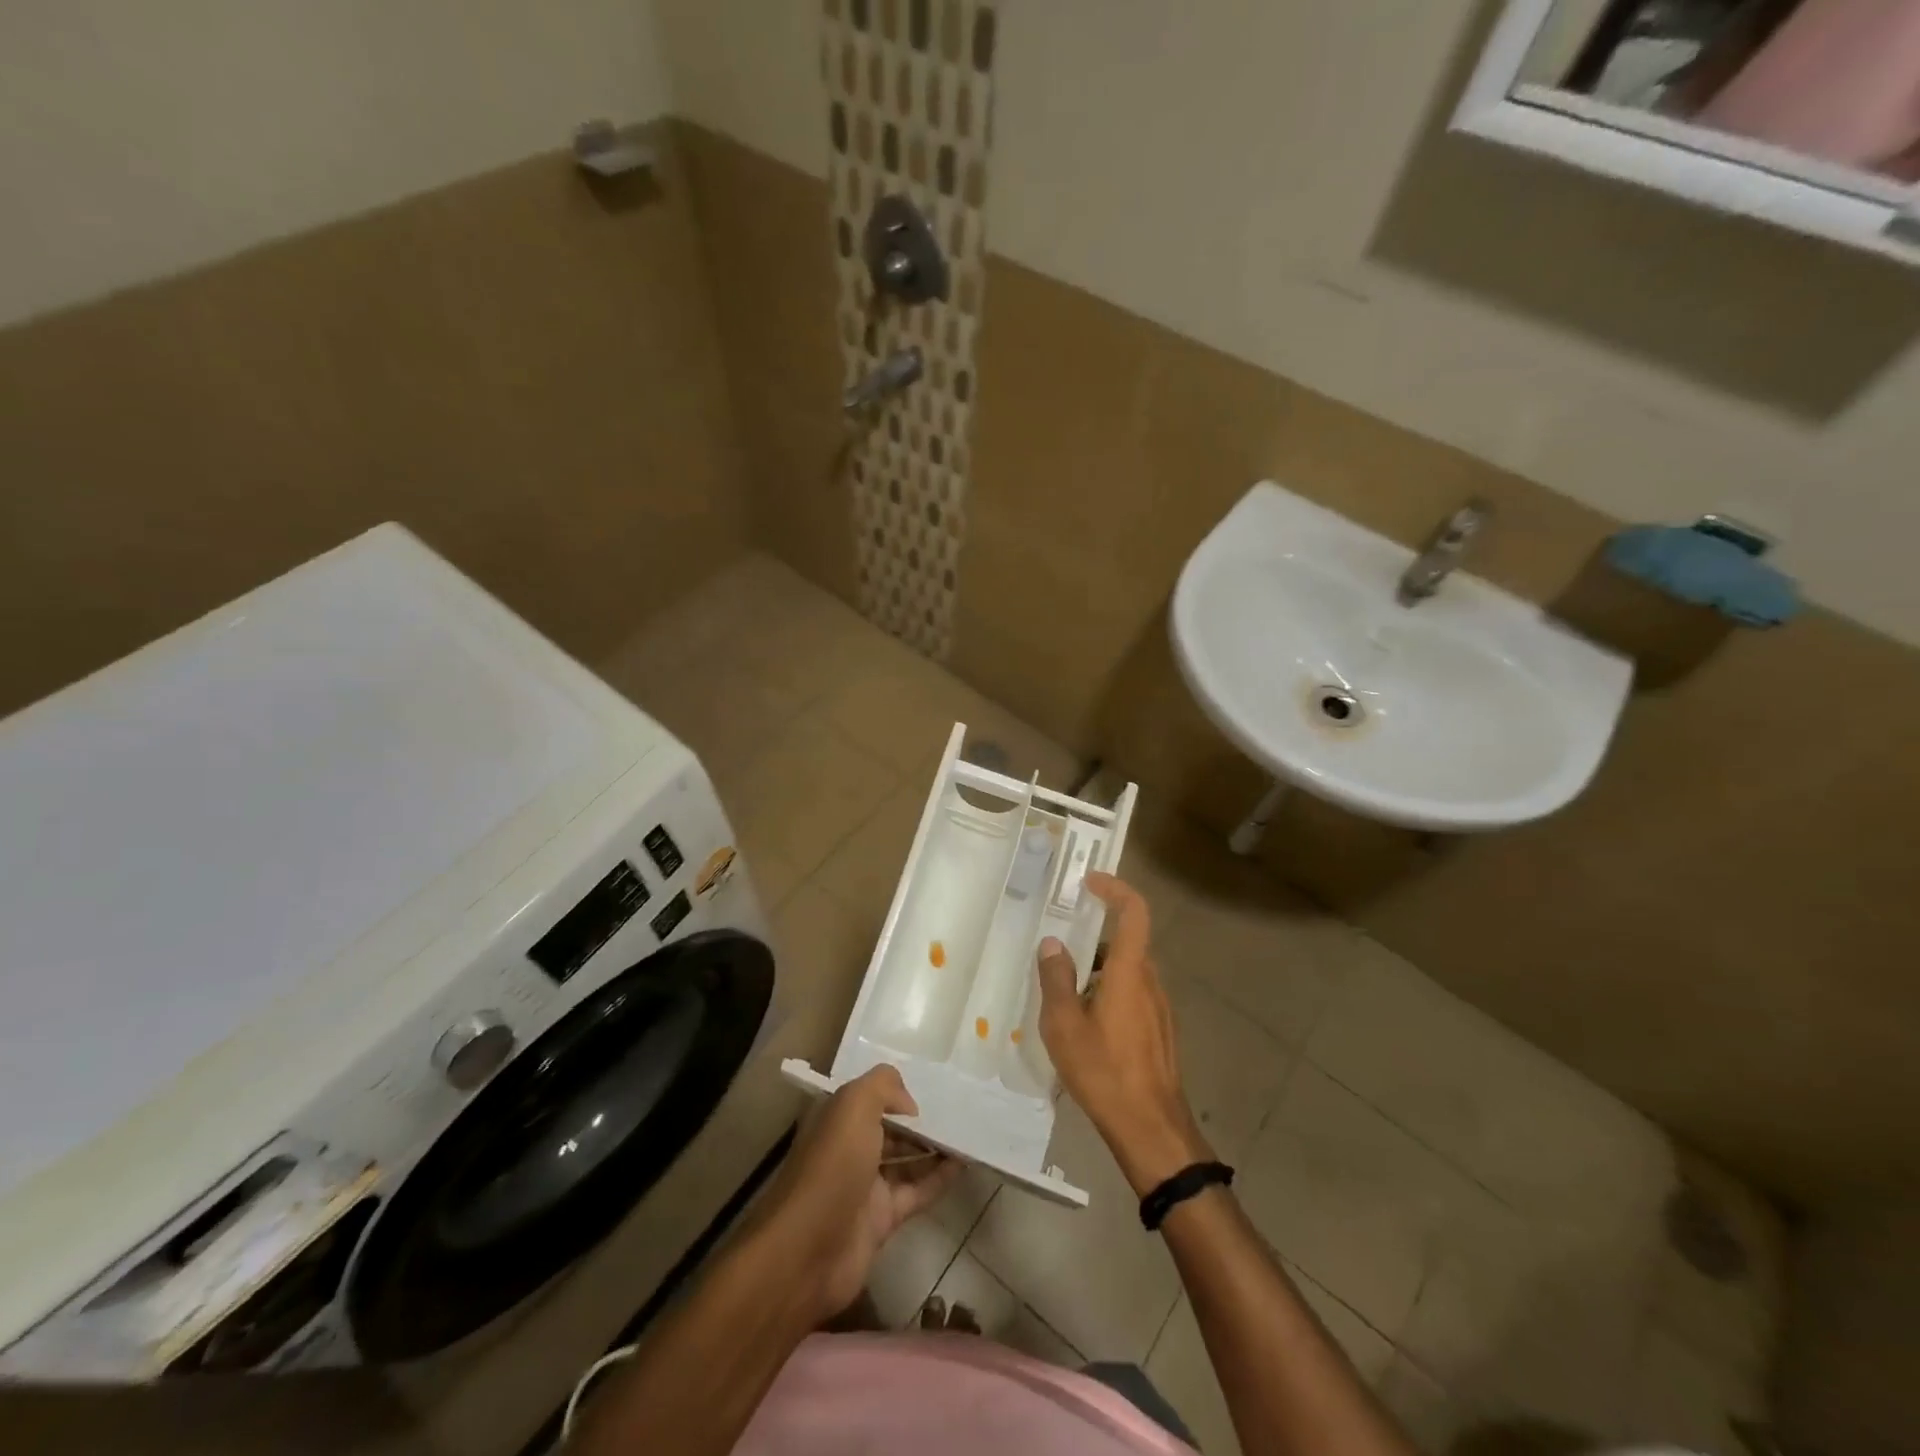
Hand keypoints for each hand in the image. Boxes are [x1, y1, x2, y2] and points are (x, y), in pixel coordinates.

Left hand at [762, 1065, 960, 1320]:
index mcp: (838, 1119)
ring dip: (934, 1147)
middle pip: (891, 1128)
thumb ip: (883, 1087)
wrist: (810, 1250)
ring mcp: (866, 1186)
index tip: (932, 1086)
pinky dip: (940, 1178)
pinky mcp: (882, 1219)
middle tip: (959, 1108)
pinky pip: (917, 1191)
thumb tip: (910, 1104)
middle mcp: (850, 1148)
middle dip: (920, 1120)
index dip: (898, 1092)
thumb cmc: (832, 1166)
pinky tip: (964, 1164)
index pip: (871, 1097)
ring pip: (906, 1159)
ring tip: (969, 1132)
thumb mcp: (854, 1105)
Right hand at [1037, 873, 1212, 1196]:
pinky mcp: (1160, 1031)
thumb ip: (1056, 979)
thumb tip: (1052, 943)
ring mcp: (1160, 1008)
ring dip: (1099, 971)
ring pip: (1128, 972)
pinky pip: (1134, 996)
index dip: (1115, 888)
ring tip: (1064, 996)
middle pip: (1126, 943)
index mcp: (1130, 972)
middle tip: (1059, 950)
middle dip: (1092, 939)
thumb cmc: (1104, 1071)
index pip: (1135, 912)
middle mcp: (1150, 982)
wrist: (1152, 1129)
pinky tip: (1086, 1027)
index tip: (1090, 882)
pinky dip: (1109, 994)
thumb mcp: (1064, 1025)